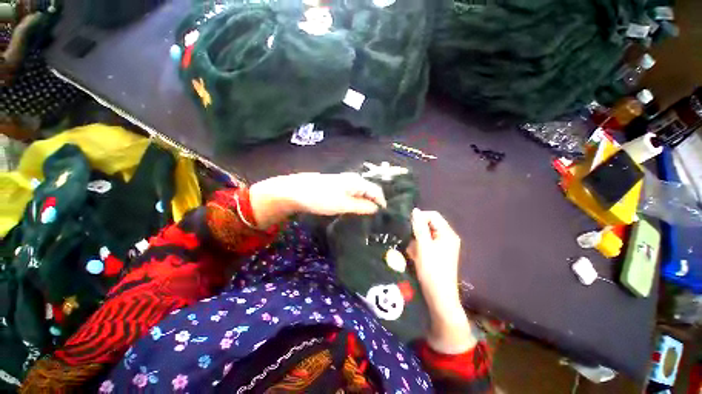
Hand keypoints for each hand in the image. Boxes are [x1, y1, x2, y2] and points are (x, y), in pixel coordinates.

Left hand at [249, 173, 385, 227]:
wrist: (296, 191)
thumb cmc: (321, 198)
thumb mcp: (343, 204)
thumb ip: (361, 206)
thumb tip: (376, 209)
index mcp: (357, 181)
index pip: (377, 191)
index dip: (382, 203)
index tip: (384, 217)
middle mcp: (353, 179)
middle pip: (370, 191)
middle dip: (375, 203)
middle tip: (377, 218)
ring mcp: (345, 182)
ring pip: (361, 193)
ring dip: (366, 203)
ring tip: (368, 216)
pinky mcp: (337, 187)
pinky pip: (353, 194)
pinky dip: (357, 202)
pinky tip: (355, 209)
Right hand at [408, 209, 476, 353]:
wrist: (439, 296)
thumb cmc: (432, 270)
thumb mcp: (423, 246)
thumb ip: (419, 227)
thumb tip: (415, 210)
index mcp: (447, 234)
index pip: (433, 216)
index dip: (420, 218)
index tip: (409, 227)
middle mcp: (447, 237)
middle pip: (429, 224)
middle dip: (417, 231)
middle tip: (410, 240)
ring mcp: (443, 246)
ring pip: (425, 235)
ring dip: (416, 240)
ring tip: (412, 251)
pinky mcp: (438, 254)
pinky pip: (426, 244)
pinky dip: (419, 248)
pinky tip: (414, 256)